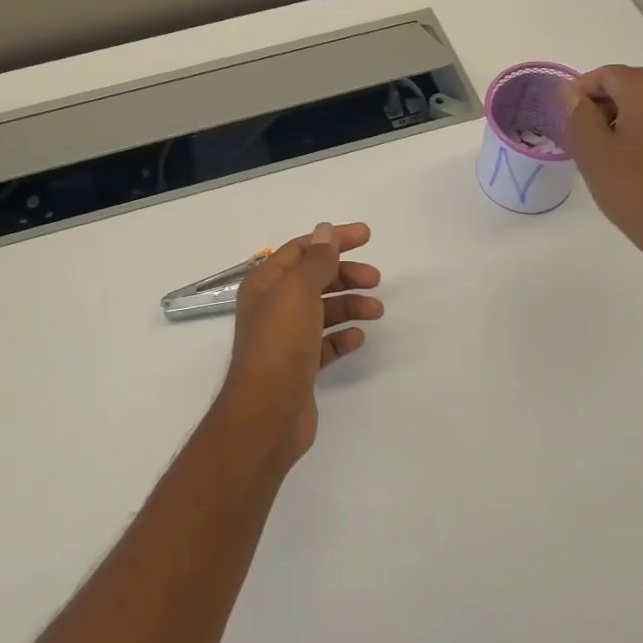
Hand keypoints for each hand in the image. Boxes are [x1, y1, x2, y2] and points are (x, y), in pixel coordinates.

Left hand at [218, 222, 381, 472]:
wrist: (267, 412)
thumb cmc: (280, 342)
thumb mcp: (299, 291)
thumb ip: (316, 260)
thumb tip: (324, 230)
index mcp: (266, 283)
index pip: (302, 249)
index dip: (333, 239)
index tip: (367, 236)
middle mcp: (273, 307)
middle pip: (314, 279)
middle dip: (345, 274)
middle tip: (375, 278)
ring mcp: (285, 338)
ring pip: (322, 311)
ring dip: (350, 305)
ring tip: (376, 311)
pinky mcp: (299, 366)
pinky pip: (325, 343)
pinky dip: (342, 337)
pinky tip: (358, 337)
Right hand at [563, 67, 642, 283]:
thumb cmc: (634, 189)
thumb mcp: (593, 151)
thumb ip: (579, 114)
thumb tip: (573, 93)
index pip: (608, 74)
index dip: (580, 89)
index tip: (564, 115)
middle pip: (632, 84)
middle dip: (603, 101)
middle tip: (580, 131)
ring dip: (623, 115)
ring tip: (603, 148)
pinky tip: (632, 160)